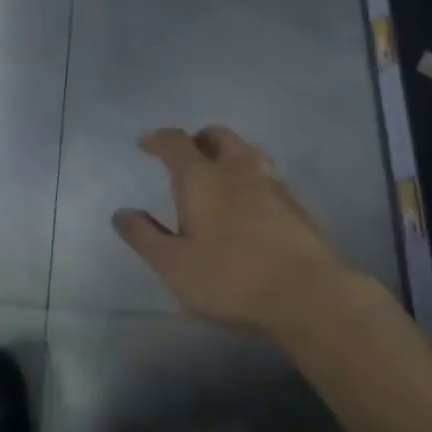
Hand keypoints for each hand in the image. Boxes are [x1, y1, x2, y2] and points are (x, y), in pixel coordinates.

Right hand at [113, 126, 351, 336]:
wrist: (309, 296)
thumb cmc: (230, 279)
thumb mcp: (174, 265)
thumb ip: (145, 236)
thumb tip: (121, 213)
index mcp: (202, 177)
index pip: (175, 142)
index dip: (157, 139)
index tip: (145, 143)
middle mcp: (238, 169)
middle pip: (218, 136)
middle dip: (198, 139)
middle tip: (185, 156)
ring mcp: (273, 184)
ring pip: (248, 152)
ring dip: (229, 155)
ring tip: (220, 176)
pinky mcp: (299, 205)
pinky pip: (269, 177)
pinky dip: (253, 179)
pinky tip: (251, 205)